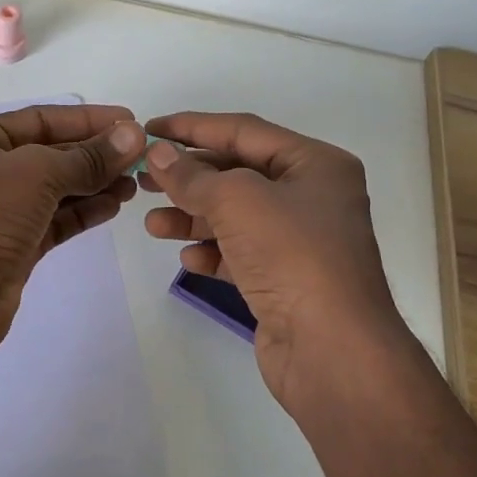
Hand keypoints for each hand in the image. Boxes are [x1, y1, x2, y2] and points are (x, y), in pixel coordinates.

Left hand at [0, 104, 145, 358]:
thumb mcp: (35, 173)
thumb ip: (87, 157)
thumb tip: (133, 136)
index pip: (40, 119)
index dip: (87, 119)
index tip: (131, 122)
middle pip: (49, 154)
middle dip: (94, 154)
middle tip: (142, 158)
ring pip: (54, 190)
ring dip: (94, 183)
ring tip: (134, 183)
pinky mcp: (12, 247)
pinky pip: (54, 220)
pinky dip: (82, 212)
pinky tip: (113, 206)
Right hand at [139, 111, 406, 409]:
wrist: (332, 349)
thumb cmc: (291, 255)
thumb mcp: (237, 200)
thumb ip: (192, 176)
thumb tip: (158, 154)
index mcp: (315, 164)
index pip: (244, 131)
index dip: (192, 127)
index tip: (149, 130)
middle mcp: (311, 197)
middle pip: (238, 174)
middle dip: (189, 177)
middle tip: (143, 179)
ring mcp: (300, 242)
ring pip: (235, 217)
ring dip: (192, 218)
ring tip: (153, 223)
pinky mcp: (285, 280)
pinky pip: (240, 253)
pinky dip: (212, 252)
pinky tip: (187, 258)